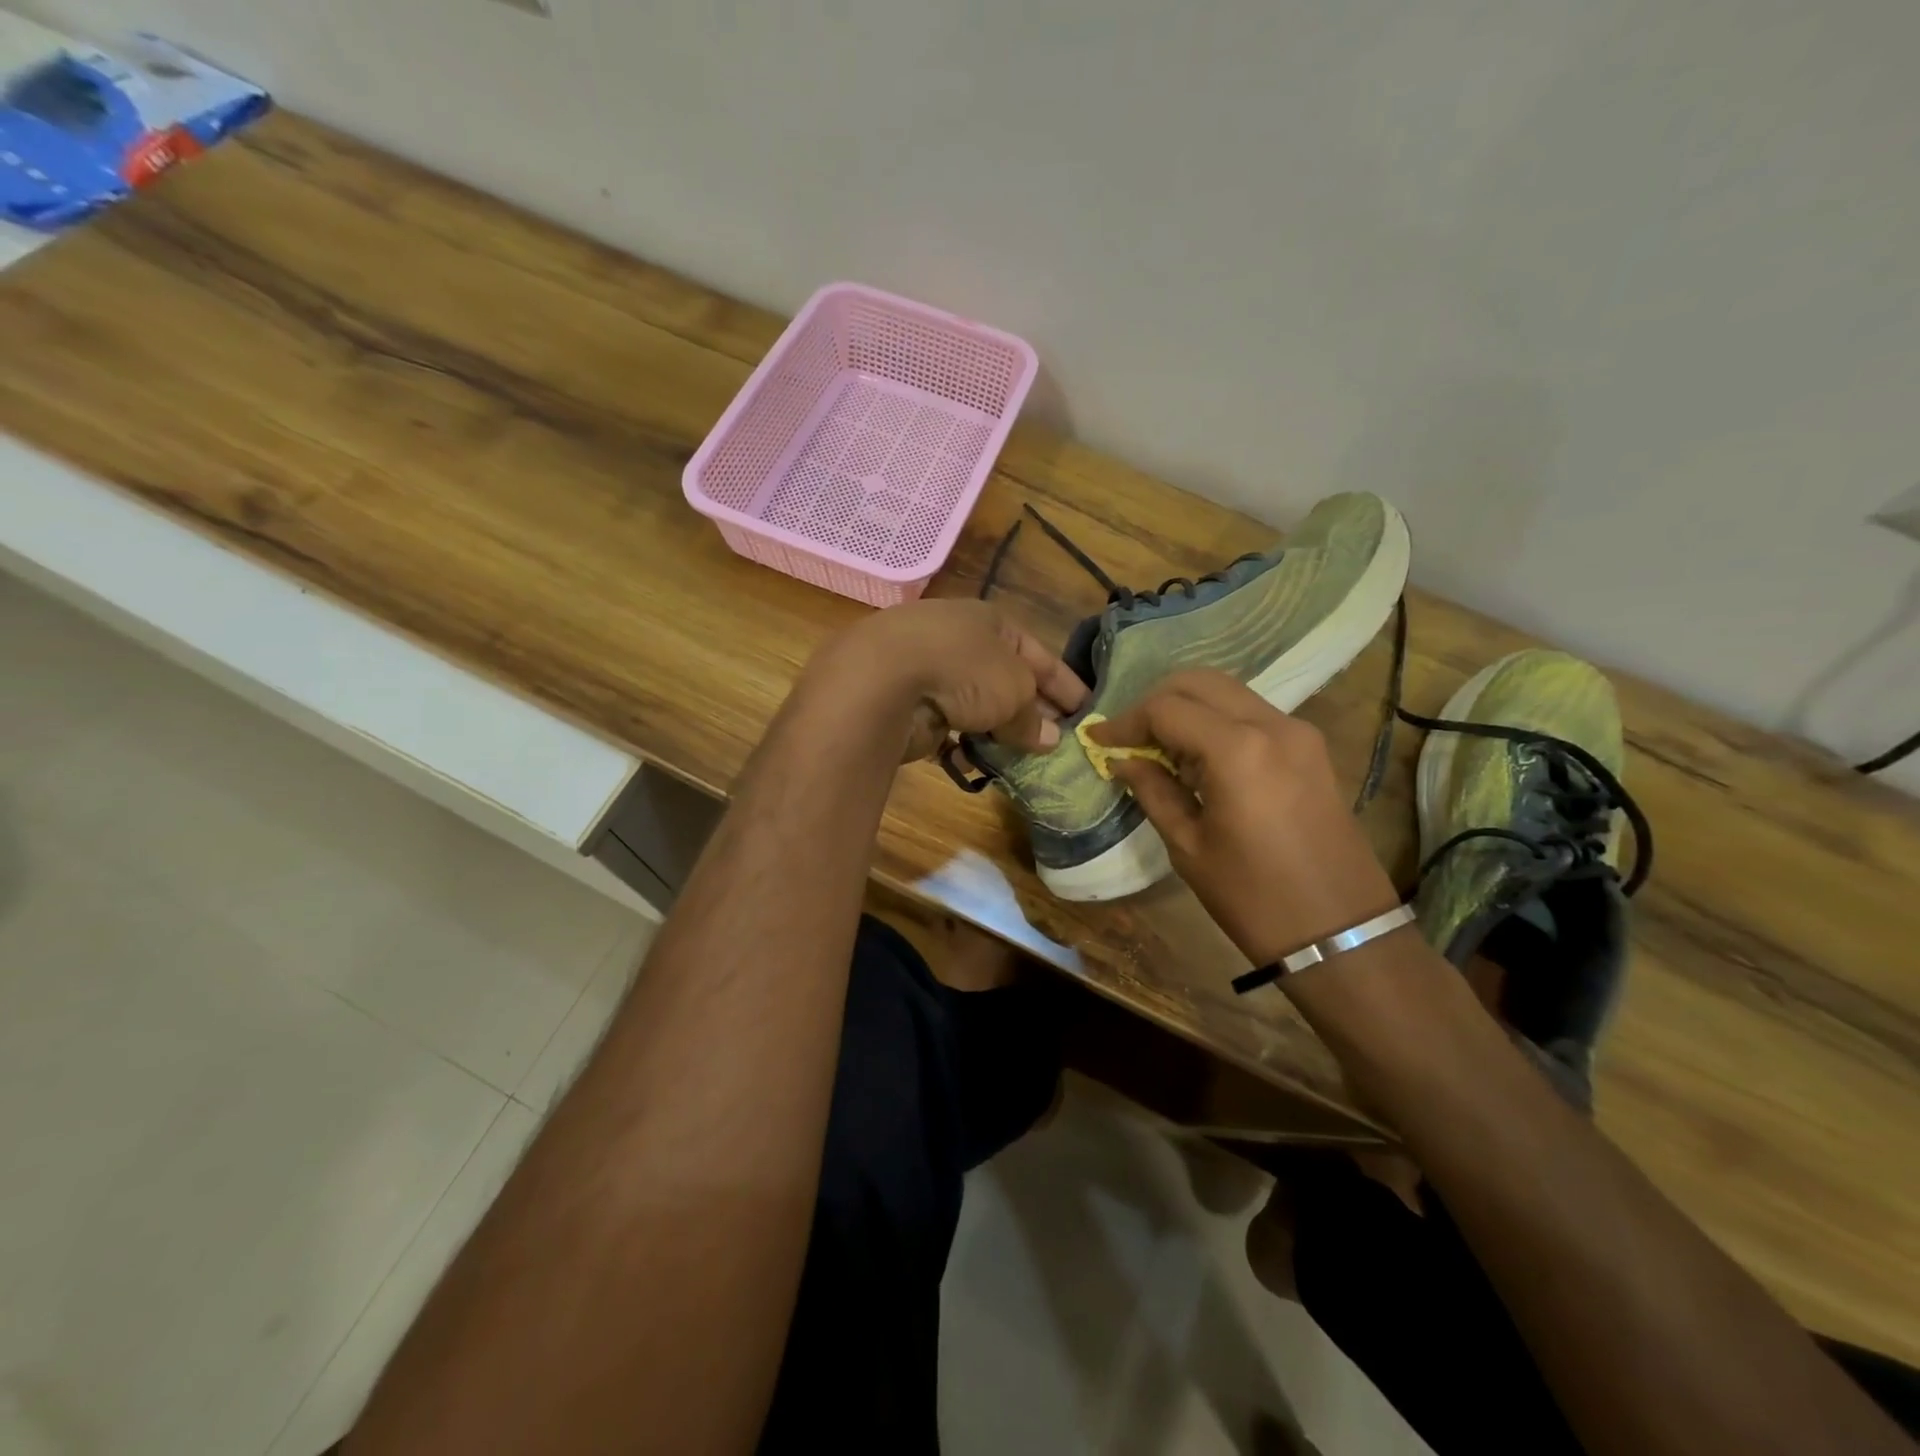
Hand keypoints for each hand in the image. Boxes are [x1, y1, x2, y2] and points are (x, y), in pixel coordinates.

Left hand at [806, 599, 1088, 761]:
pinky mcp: (909, 705)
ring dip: (1000, 732)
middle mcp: (961, 643)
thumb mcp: (1014, 689)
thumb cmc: (963, 668)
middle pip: (1008, 681)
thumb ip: (1032, 715)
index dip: (1066, 684)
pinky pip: (949, 728)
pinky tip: (980, 764)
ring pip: (978, 707)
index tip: (1088, 711)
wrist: (881, 679)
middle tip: (1061, 744)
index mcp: (991, 622)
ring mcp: (931, 673)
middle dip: (1034, 711)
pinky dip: (965, 744)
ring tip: (1025, 761)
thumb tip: (1050, 738)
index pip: (1040, 654)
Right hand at [1088, 670, 1399, 964]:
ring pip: (1228, 692)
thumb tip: (1123, 761)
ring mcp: (1298, 732)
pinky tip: (1198, 756)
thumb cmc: (1254, 898)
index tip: (1099, 738)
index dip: (1126, 720)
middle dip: (1156, 701)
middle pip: (1199, 682)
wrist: (1341, 933)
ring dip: (1187, 708)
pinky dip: (1217, 720)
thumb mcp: (1189, 847)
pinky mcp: (1311, 747)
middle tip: (1129, 736)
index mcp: (1237, 750)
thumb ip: (1153, 791)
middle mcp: (1272, 725)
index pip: (1166, 709)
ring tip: (1159, 747)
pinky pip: (1252, 713)